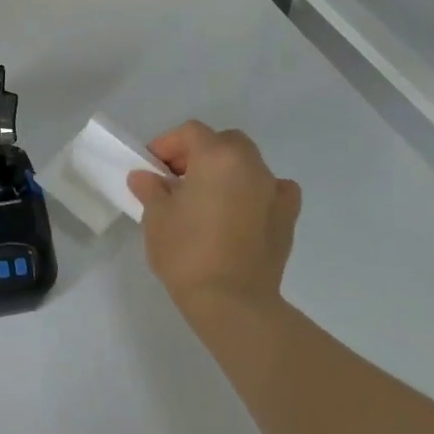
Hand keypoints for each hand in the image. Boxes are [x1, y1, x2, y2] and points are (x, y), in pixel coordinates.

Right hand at [127, 120, 300, 318]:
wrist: (232, 302)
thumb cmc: (187, 252)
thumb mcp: (156, 217)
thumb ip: (151, 189)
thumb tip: (145, 177)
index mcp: (218, 157)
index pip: (191, 132)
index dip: (167, 144)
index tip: (152, 167)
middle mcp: (251, 165)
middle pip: (224, 142)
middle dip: (199, 153)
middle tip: (177, 179)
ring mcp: (275, 190)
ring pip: (248, 164)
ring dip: (226, 172)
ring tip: (207, 199)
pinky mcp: (288, 217)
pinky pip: (272, 190)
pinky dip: (256, 192)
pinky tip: (242, 211)